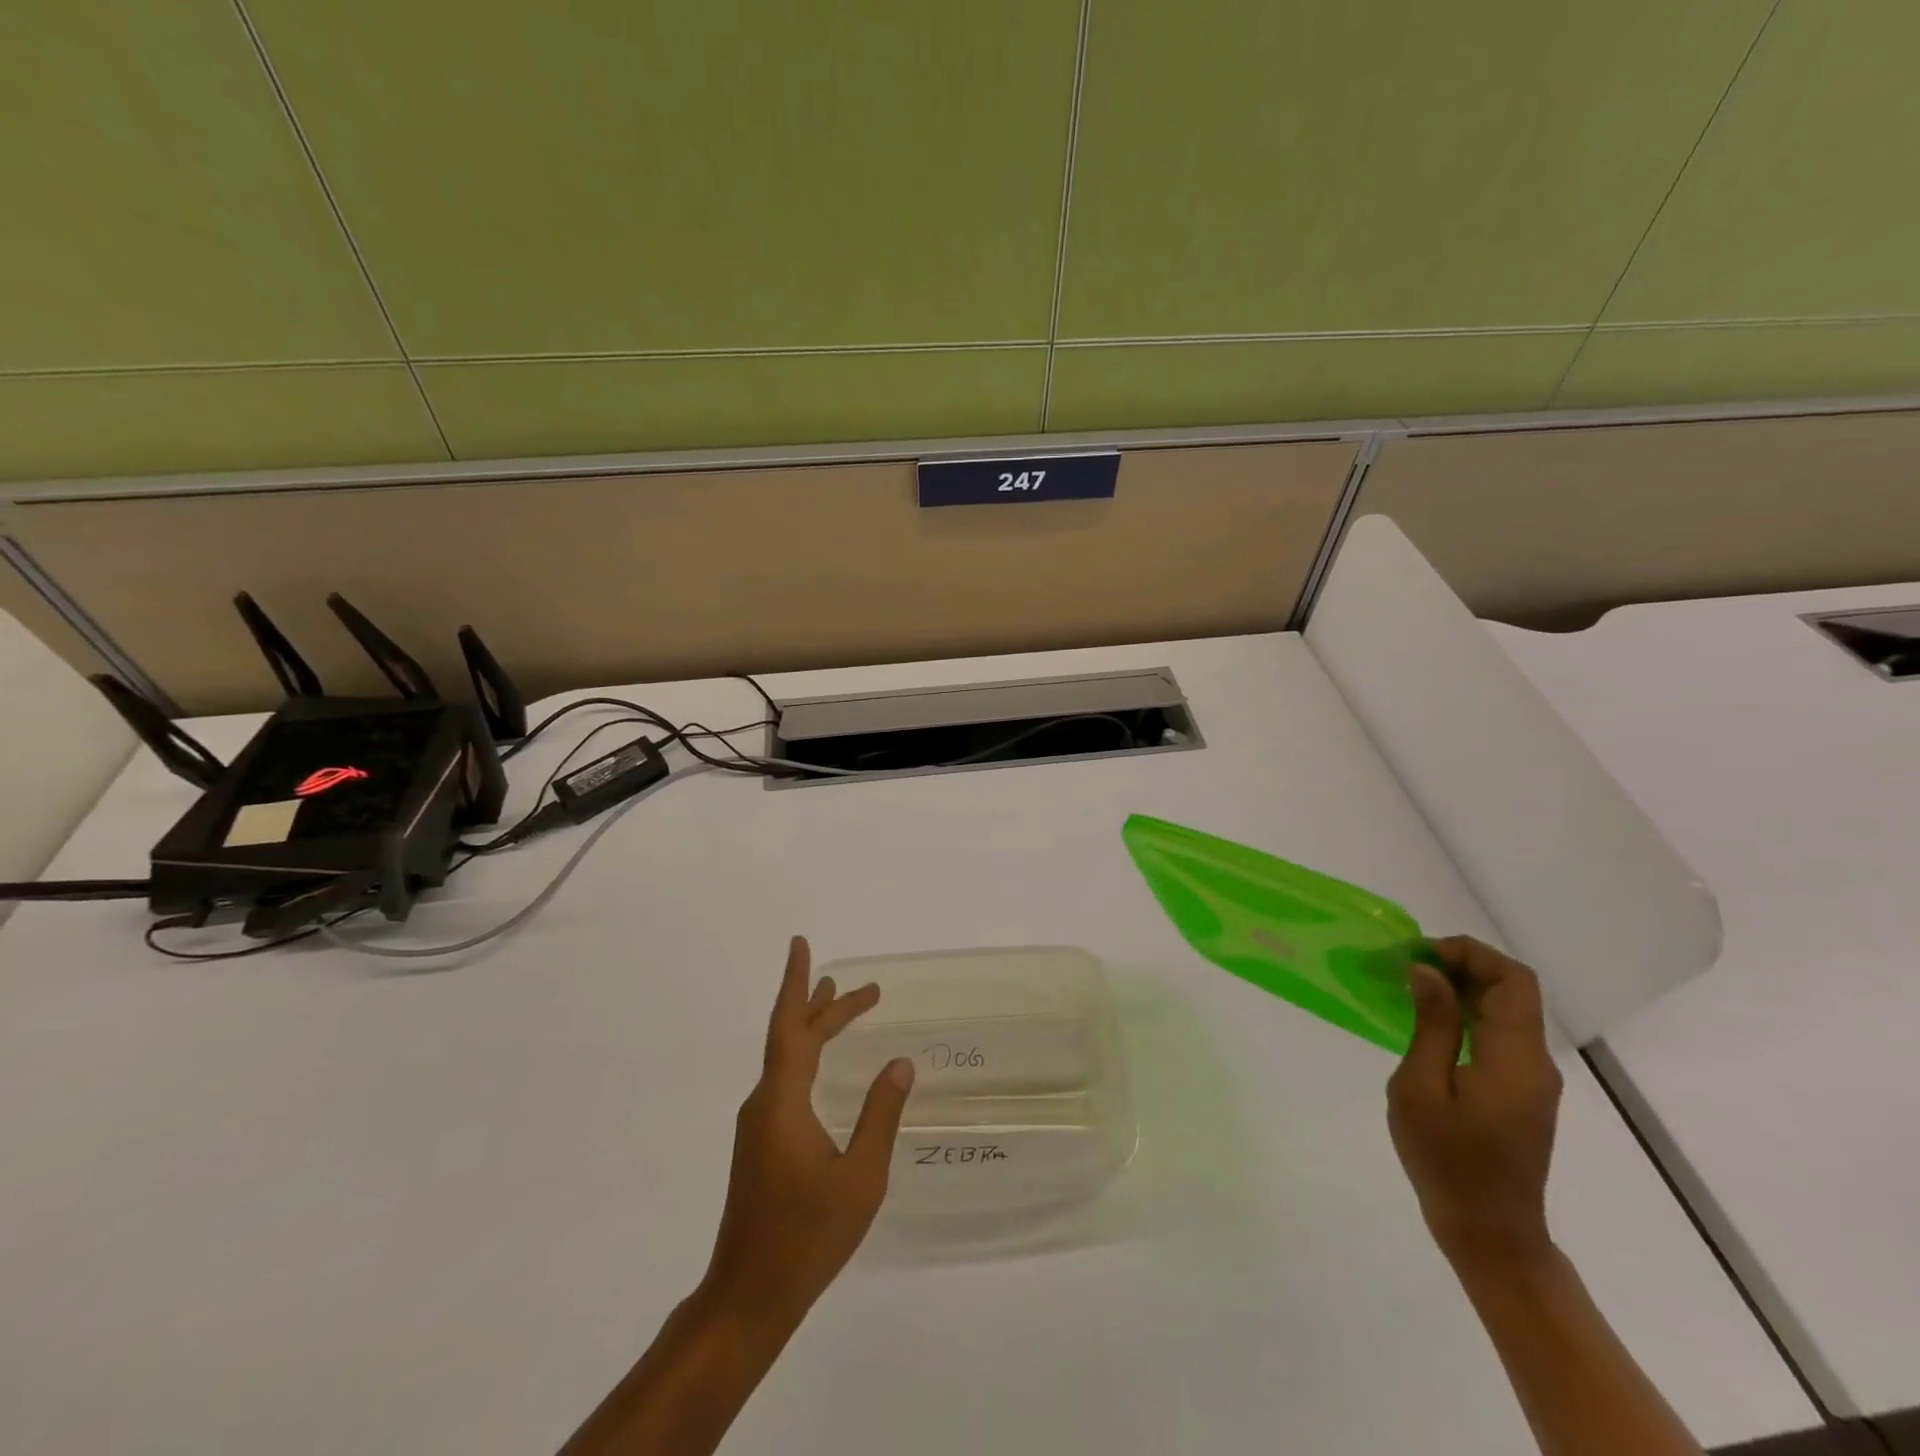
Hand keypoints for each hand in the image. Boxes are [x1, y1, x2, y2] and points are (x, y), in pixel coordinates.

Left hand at [701, 936, 914, 1326]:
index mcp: (782, 1102)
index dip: (797, 983)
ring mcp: (759, 1124)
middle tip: (868, 990)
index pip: (791, 1027)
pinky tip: (823, 1065)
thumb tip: (899, 1064)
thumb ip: (880, 1116)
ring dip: (815, 1030)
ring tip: (840, 1004)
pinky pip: (786, 1081)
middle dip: (826, 1007)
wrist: (748, 1297)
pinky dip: (808, 1057)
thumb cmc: (807, 1237)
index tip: (801, 945)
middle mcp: (764, 1103)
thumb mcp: (860, 1177)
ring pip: (788, 1059)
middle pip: (793, 1038)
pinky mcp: (761, 1143)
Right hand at [1387, 935, 1562, 1270]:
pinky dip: (1465, 1012)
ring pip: (1505, 1008)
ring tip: (1406, 986)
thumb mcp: (1422, 1088)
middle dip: (1460, 964)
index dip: (1468, 953)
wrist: (1489, 1232)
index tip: (1415, 955)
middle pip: (1512, 989)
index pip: (1512, 980)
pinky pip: (1498, 1033)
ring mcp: (1531, 1078)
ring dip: (1460, 987)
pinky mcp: (1520, 1091)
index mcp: (1516, 1058)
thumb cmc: (1448, 1161)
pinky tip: (1425, 1020)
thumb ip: (1432, 1026)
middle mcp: (1535, 1061)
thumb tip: (1427, 972)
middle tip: (1403, 966)